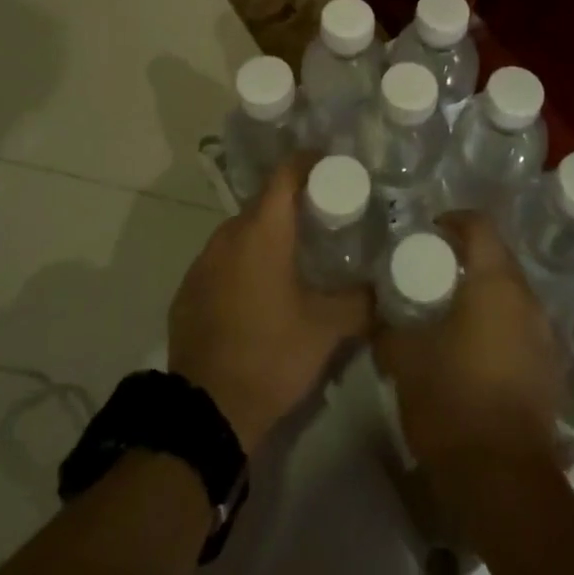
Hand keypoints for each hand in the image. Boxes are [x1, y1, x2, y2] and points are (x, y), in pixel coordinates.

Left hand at [168, 155, 371, 451]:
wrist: (207, 412)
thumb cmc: (272, 355)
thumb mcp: (328, 329)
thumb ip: (361, 301)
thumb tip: (384, 287)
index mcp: (262, 231)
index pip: (285, 174)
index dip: (309, 163)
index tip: (333, 166)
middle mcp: (228, 235)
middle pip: (264, 203)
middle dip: (293, 205)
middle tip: (325, 218)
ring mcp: (203, 262)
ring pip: (242, 233)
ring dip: (267, 236)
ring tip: (296, 257)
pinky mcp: (188, 289)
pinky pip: (223, 260)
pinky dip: (244, 263)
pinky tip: (261, 291)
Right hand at [372, 211, 561, 479]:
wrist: (502, 480)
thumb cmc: (451, 400)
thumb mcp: (404, 358)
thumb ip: (389, 327)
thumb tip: (378, 314)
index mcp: (496, 284)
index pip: (480, 226)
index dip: (454, 220)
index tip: (429, 231)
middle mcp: (528, 301)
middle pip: (499, 260)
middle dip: (468, 259)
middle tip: (434, 272)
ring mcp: (545, 337)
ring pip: (512, 297)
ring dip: (484, 295)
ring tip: (451, 311)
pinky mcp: (550, 371)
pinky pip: (521, 329)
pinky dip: (498, 326)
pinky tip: (473, 350)